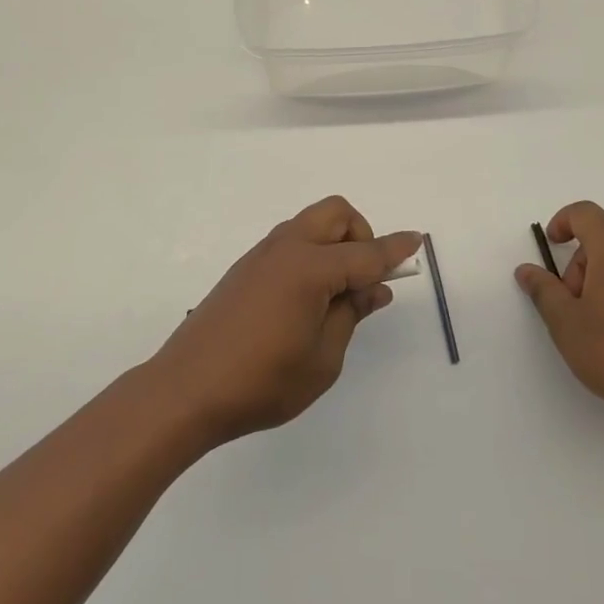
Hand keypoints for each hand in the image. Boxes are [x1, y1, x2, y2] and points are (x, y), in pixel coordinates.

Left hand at [151, 197, 421, 447]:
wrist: (186, 390)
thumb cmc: (262, 382)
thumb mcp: (322, 359)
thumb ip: (351, 315)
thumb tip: (373, 287)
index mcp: (310, 268)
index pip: (366, 253)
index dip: (395, 249)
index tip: (417, 240)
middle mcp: (286, 248)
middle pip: (336, 214)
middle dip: (361, 234)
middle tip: (363, 281)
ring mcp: (261, 255)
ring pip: (310, 224)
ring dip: (334, 243)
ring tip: (336, 295)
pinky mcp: (245, 268)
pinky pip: (290, 242)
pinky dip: (310, 253)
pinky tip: (306, 299)